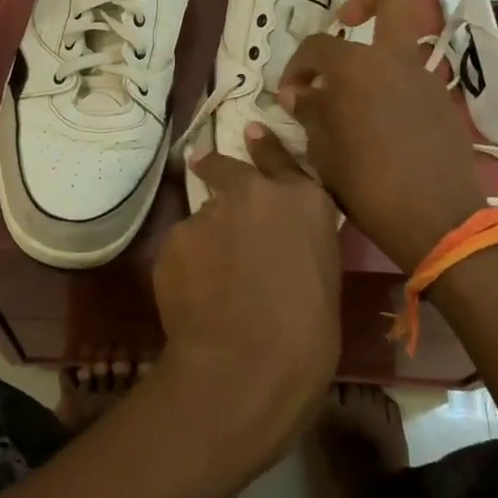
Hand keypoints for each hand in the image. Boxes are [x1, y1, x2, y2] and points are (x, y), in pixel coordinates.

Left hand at [152, 127, 340, 466]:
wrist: (246, 366)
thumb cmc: (307, 336)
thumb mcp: (323, 276)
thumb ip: (298, 241)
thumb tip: (279, 242)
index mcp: (303, 200)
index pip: (280, 157)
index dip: (263, 146)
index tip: (250, 132)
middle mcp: (254, 192)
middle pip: (227, 168)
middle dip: (216, 169)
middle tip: (204, 167)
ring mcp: (210, 211)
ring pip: (204, 217)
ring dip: (207, 236)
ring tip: (213, 281)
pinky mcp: (175, 237)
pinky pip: (183, 247)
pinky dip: (188, 265)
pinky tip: (195, 297)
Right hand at [278, 0, 485, 272]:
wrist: (438, 219)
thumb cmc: (366, 183)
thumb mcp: (322, 150)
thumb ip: (308, 111)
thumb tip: (298, 93)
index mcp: (357, 65)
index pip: (316, 46)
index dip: (295, 66)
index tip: (289, 96)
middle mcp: (395, 59)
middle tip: (344, 22)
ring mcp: (425, 78)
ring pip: (398, 46)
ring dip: (372, 58)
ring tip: (350, 97)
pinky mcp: (443, 102)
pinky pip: (410, 79)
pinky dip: (389, 87)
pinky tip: (377, 123)